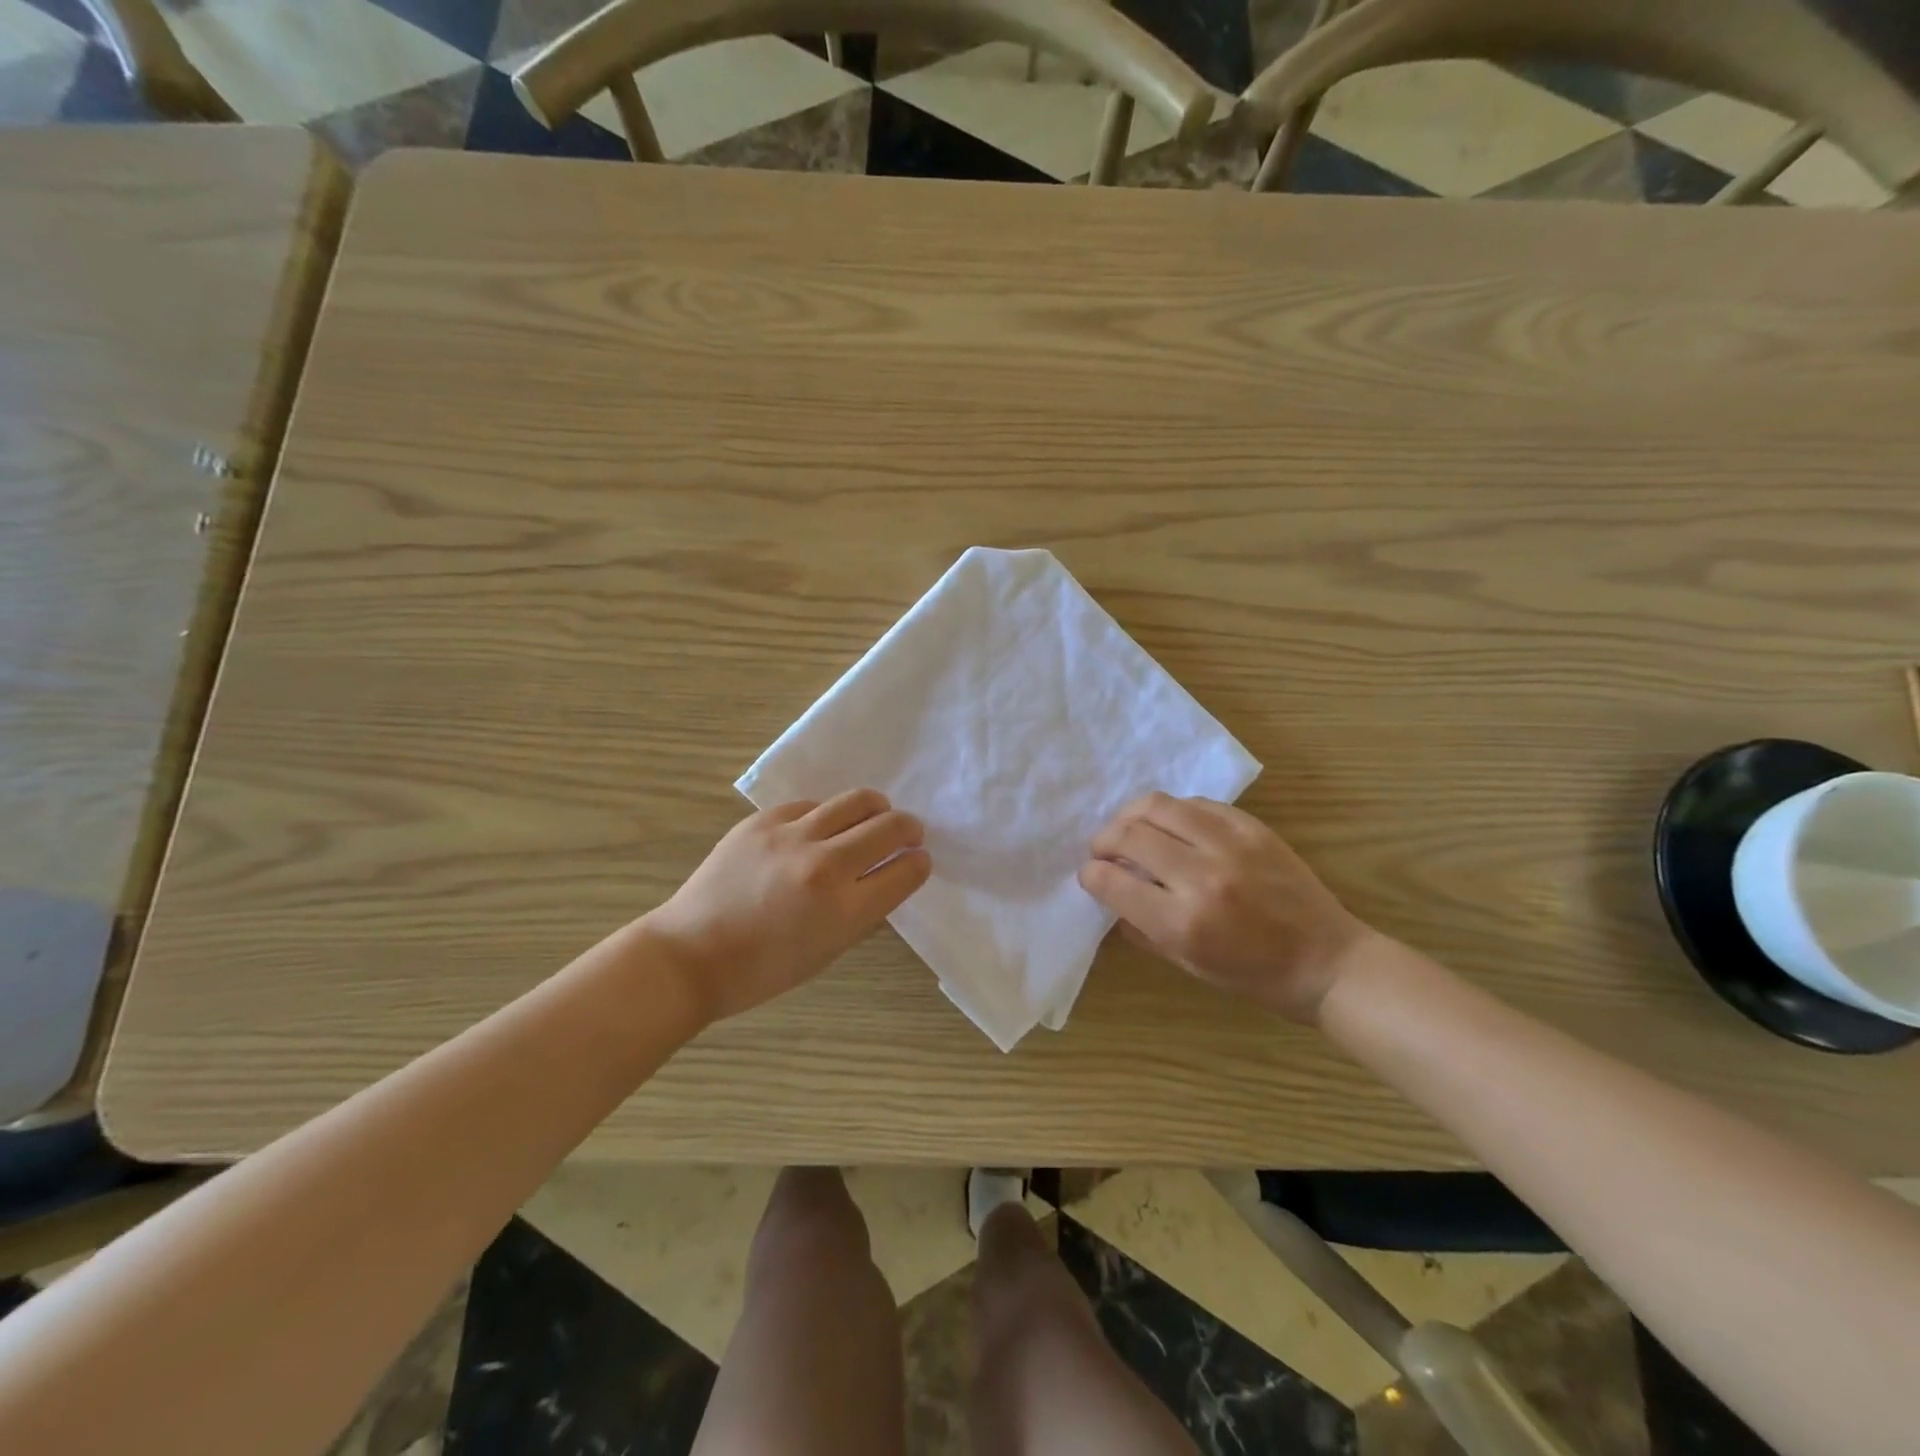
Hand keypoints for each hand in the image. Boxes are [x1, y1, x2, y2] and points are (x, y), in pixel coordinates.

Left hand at [644, 790, 930, 1023]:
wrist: (689, 955)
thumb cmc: (763, 969)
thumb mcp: (828, 951)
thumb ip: (864, 912)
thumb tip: (888, 877)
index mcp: (844, 910)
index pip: (905, 870)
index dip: (919, 863)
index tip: (918, 860)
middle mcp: (824, 865)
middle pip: (889, 826)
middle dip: (909, 829)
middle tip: (908, 834)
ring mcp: (791, 836)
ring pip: (856, 801)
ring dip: (876, 810)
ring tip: (874, 818)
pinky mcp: (763, 820)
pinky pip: (812, 805)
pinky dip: (826, 816)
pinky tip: (819, 830)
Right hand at [1078, 793, 1374, 1023]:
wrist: (1327, 961)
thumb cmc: (1254, 976)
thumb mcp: (1188, 964)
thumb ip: (1141, 929)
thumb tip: (1110, 894)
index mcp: (1182, 922)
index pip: (1112, 881)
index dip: (1091, 875)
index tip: (1090, 875)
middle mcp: (1201, 876)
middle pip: (1128, 835)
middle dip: (1103, 841)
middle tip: (1103, 851)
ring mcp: (1228, 844)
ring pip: (1157, 805)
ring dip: (1130, 816)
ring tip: (1129, 829)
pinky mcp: (1251, 827)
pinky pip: (1196, 803)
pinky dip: (1173, 812)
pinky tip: (1172, 826)